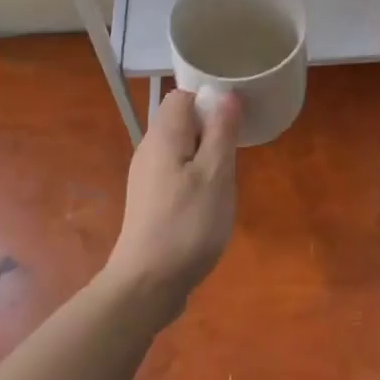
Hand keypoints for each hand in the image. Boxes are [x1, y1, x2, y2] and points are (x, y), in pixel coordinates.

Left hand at [104, 89, 239, 322]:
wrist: (146, 285)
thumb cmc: (187, 224)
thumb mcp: (216, 174)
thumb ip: (221, 131)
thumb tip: (226, 94)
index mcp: (163, 135)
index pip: (182, 96)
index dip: (209, 101)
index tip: (233, 123)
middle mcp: (149, 149)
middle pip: (181, 121)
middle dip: (210, 131)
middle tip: (232, 156)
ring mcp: (145, 177)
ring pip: (180, 149)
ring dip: (205, 157)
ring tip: (224, 181)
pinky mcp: (149, 201)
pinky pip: (175, 173)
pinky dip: (194, 178)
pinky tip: (207, 204)